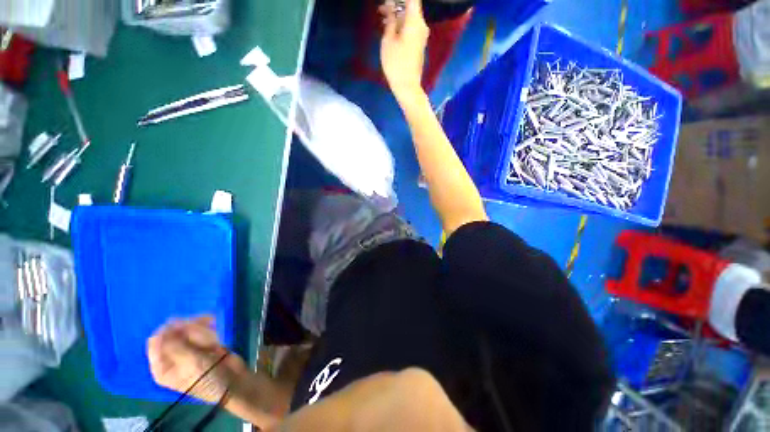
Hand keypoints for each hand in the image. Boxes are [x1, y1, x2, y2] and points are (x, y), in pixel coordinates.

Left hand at [147, 315, 247, 402]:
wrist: (232, 380)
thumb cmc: (207, 377)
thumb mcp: (189, 363)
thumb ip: (175, 345)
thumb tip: (166, 325)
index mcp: (162, 366)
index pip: (156, 342)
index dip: (169, 330)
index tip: (184, 325)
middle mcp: (172, 356)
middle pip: (174, 333)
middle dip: (189, 328)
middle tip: (204, 325)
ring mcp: (188, 349)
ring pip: (189, 329)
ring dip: (201, 327)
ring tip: (212, 331)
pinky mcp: (202, 344)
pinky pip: (201, 331)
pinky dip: (209, 328)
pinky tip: (215, 330)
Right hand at [380, 0, 429, 101]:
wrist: (407, 87)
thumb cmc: (396, 64)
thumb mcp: (388, 40)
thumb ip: (390, 20)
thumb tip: (391, 7)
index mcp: (415, 21)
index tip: (388, 2)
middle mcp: (421, 25)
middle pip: (410, 7)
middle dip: (396, 5)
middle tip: (381, 9)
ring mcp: (421, 35)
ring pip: (409, 18)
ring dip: (396, 16)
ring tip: (382, 18)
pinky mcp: (419, 44)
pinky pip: (410, 28)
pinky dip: (400, 25)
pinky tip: (390, 29)